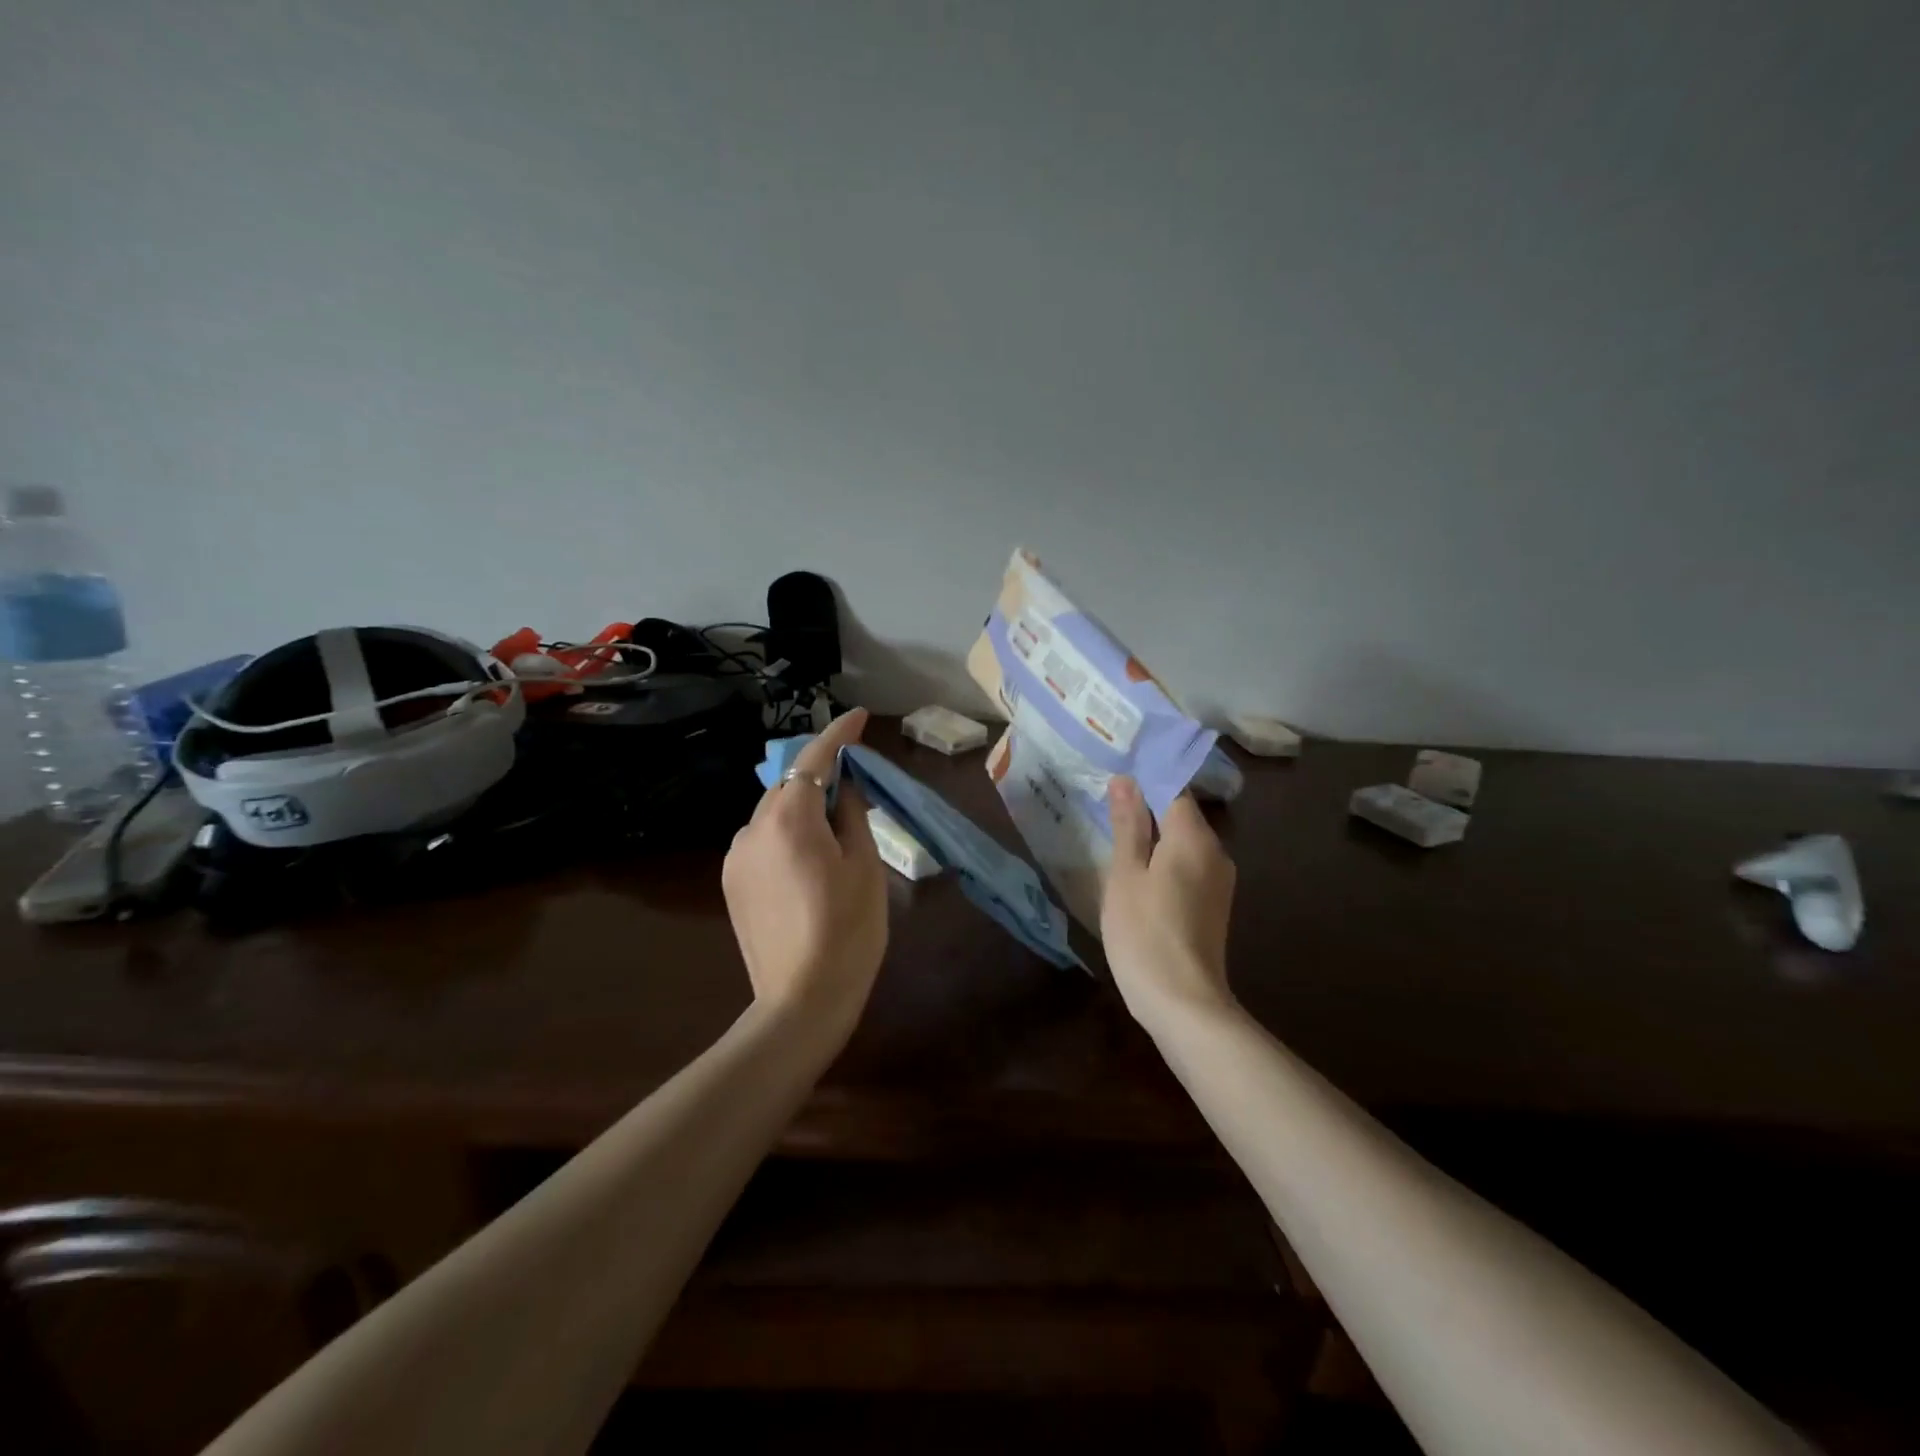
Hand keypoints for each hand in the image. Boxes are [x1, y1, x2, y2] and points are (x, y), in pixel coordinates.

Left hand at [723, 708, 888, 1028]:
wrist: (801, 1001)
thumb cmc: (848, 931)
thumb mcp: (865, 865)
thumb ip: (851, 813)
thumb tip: (845, 785)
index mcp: (789, 819)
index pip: (814, 759)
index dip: (839, 734)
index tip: (861, 717)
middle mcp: (752, 828)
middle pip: (790, 785)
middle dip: (822, 775)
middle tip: (858, 785)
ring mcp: (736, 857)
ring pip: (774, 813)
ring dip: (803, 808)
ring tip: (835, 830)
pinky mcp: (731, 883)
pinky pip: (763, 841)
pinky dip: (787, 834)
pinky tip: (808, 860)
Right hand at [1101, 777, 1238, 1030]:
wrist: (1183, 1003)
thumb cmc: (1144, 933)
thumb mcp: (1125, 874)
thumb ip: (1128, 824)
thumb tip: (1125, 779)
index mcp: (1194, 838)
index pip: (1174, 789)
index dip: (1144, 781)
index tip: (1113, 780)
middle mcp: (1216, 852)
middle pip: (1181, 815)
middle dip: (1146, 809)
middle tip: (1105, 808)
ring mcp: (1219, 880)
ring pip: (1184, 842)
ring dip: (1154, 837)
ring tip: (1116, 839)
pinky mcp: (1215, 904)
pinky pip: (1188, 866)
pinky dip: (1165, 861)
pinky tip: (1138, 875)